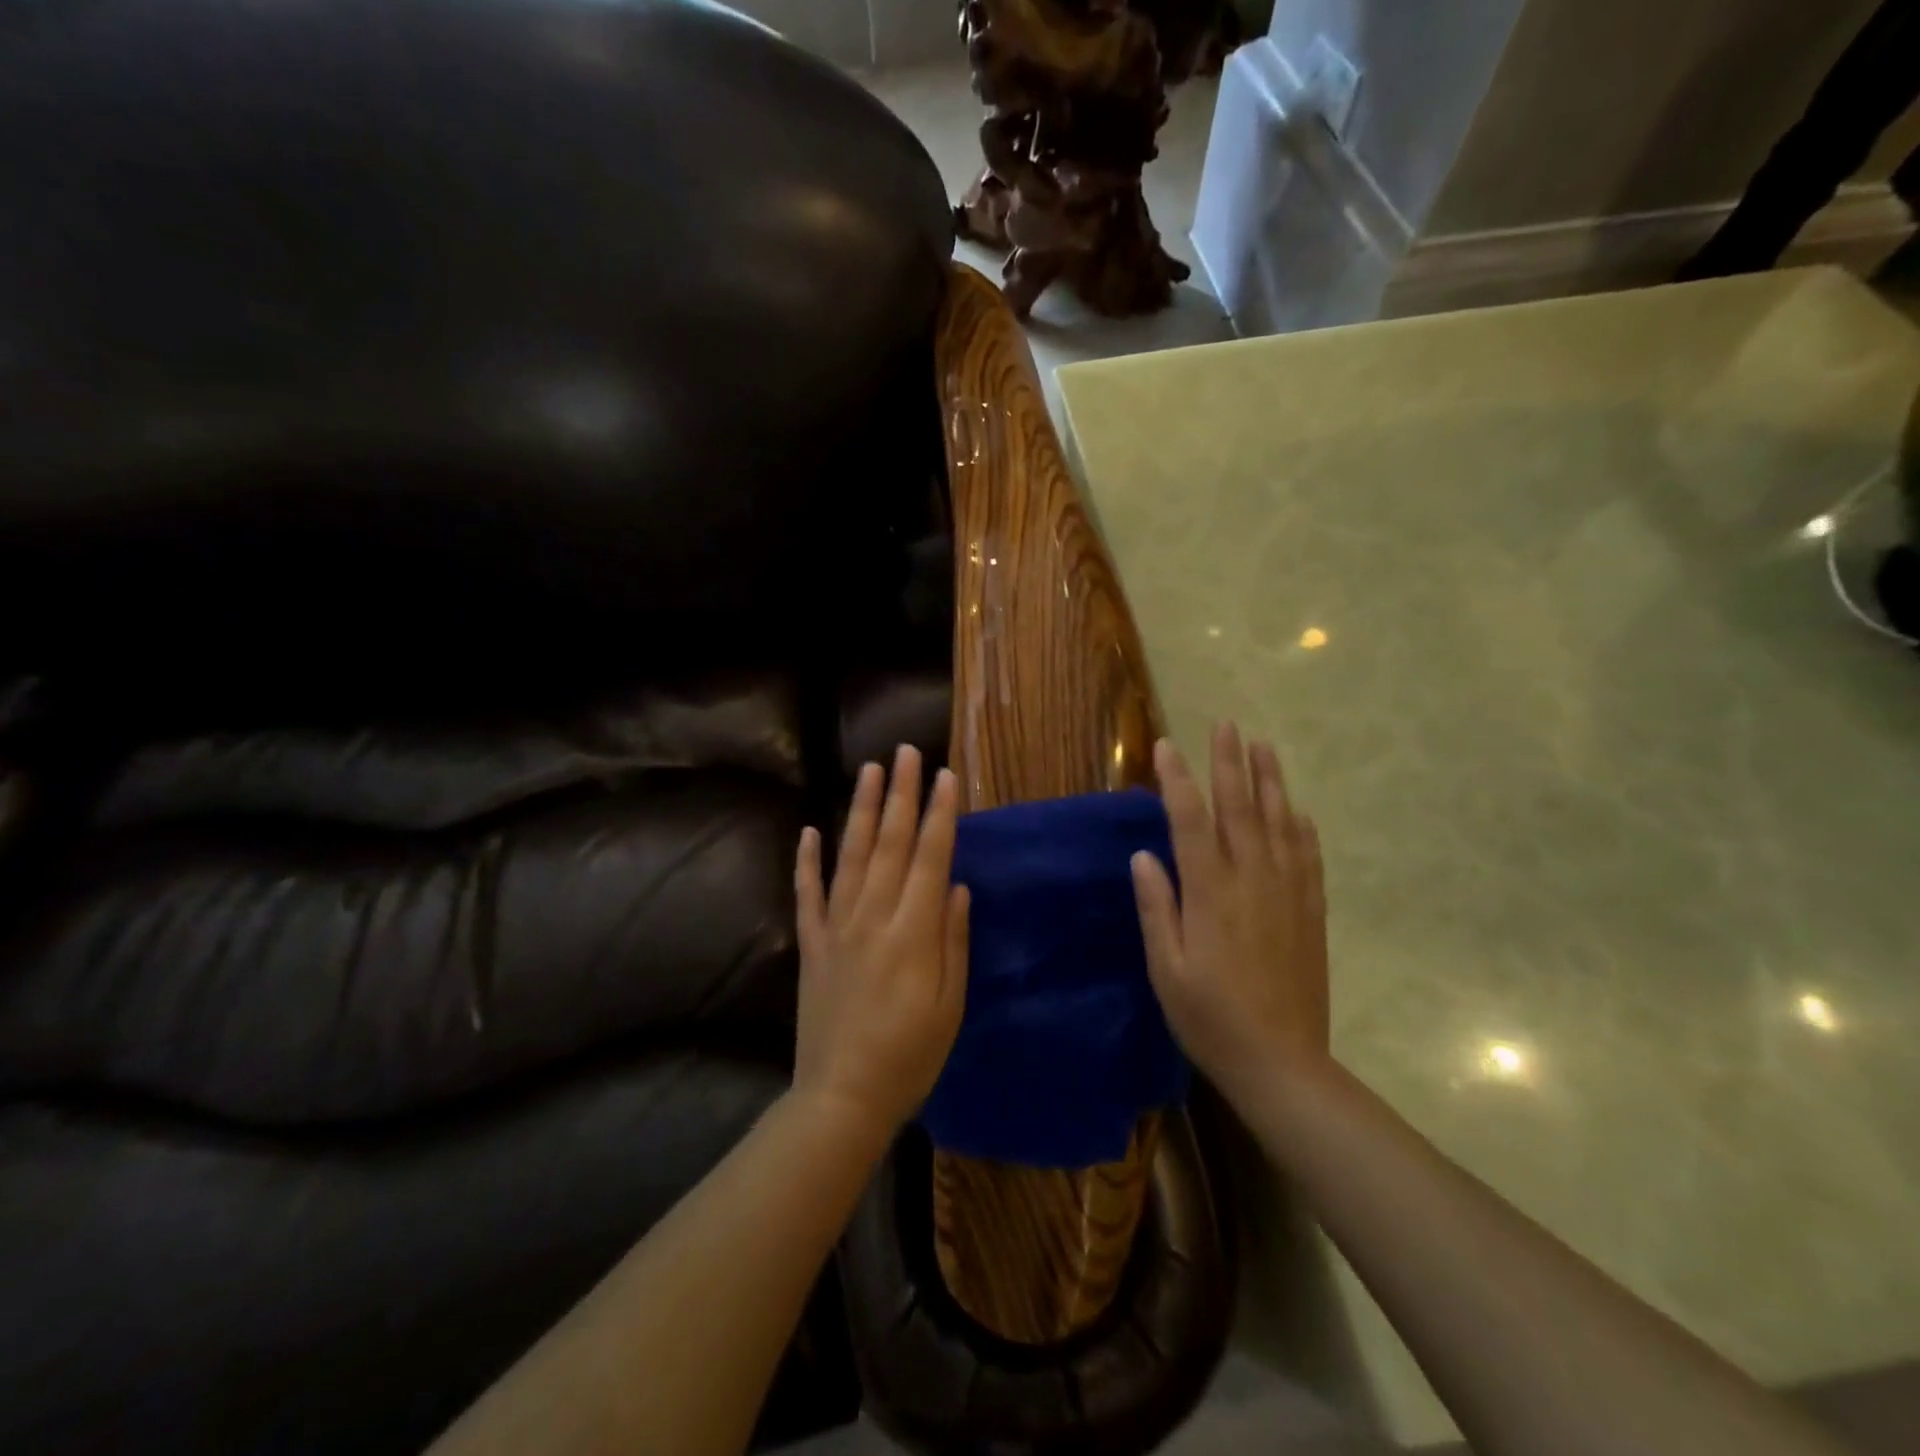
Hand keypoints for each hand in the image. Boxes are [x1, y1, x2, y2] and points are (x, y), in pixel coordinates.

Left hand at [792, 745, 969, 1141]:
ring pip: (851, 856)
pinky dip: (806, 861)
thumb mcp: (950, 1005)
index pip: (931, 857)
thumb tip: (957, 886)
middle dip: (902, 794)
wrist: (841, 1098)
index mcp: (913, 932)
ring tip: (870, 770)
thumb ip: (953, 941)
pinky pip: (807, 894)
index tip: (947, 775)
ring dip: (862, 810)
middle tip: (906, 752)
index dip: (940, 814)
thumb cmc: (910, 1056)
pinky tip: (809, 830)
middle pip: (891, 843)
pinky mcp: (812, 944)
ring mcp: (837, 927)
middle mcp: (873, 917)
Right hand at [1131, 724, 1328, 1104]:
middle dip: (1229, 763)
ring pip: (1278, 823)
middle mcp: (1251, 881)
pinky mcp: (1310, 911)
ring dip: (1269, 781)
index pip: (1190, 821)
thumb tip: (1143, 855)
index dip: (1177, 780)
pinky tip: (1296, 809)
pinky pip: (1308, 857)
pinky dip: (1300, 827)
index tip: (1166, 745)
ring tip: (1263, 746)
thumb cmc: (1209, 1017)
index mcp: (1210, 894)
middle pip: (1240, 809)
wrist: (1282, 1062)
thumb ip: (1156, 907)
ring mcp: (1287, 894)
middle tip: (1225, 725)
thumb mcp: (1166, 968)